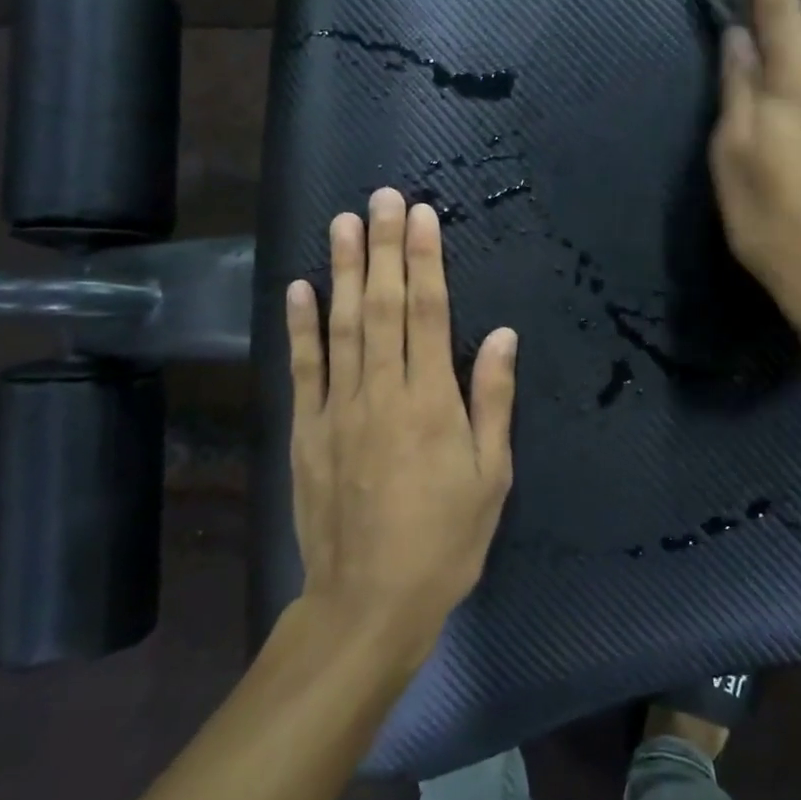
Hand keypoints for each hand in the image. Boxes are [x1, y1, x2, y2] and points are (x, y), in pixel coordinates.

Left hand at [286, 188, 518, 661]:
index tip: (423, 217)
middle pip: (383, 306)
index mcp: (431, 403)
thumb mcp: (491, 477)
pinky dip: (300, 326)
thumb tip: (501, 335)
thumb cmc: (445, 541)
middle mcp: (382, 392)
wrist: (369, 601)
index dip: (425, 261)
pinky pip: (303, 368)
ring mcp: (338, 409)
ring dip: (343, 271)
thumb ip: (492, 400)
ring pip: (341, 325)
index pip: (428, 313)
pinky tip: (299, 287)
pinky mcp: (306, 430)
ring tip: (343, 222)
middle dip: (384, 247)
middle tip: (383, 198)